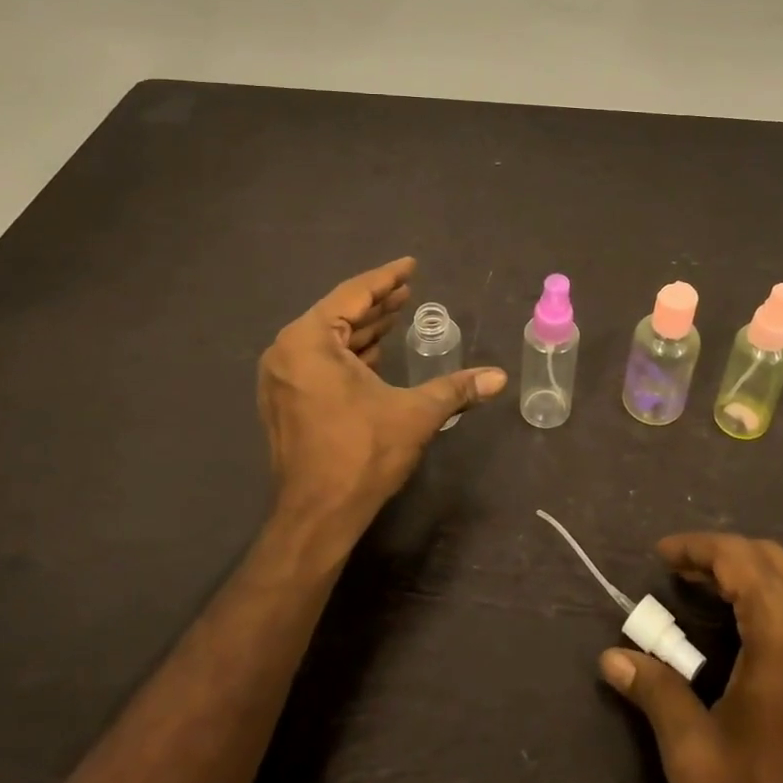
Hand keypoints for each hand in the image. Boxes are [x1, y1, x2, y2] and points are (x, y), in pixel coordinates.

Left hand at [258, 257, 505, 539]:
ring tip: (397, 315)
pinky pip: (319, 361)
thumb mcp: (415, 414)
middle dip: (377, 304)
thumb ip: (457, 389)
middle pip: (338, 314)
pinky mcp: (285, 401)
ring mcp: (281, 378)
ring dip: (363, 329)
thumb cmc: (361, 455)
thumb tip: (500, 378)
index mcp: (308, 342)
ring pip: (328, 339)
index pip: (353, 295)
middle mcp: (287, 352)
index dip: (387, 279)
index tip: (411, 266)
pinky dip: (348, 353)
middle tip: (409, 290)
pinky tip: (375, 352)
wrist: (316, 517)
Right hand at [598, 534, 782, 782]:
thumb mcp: (698, 757)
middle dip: (722, 555)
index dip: (694, 547)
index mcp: (782, 626)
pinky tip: (777, 623)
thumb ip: (655, 695)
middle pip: (766, 554)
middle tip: (686, 577)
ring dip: (762, 566)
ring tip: (730, 592)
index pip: (734, 555)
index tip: (662, 555)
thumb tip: (611, 659)